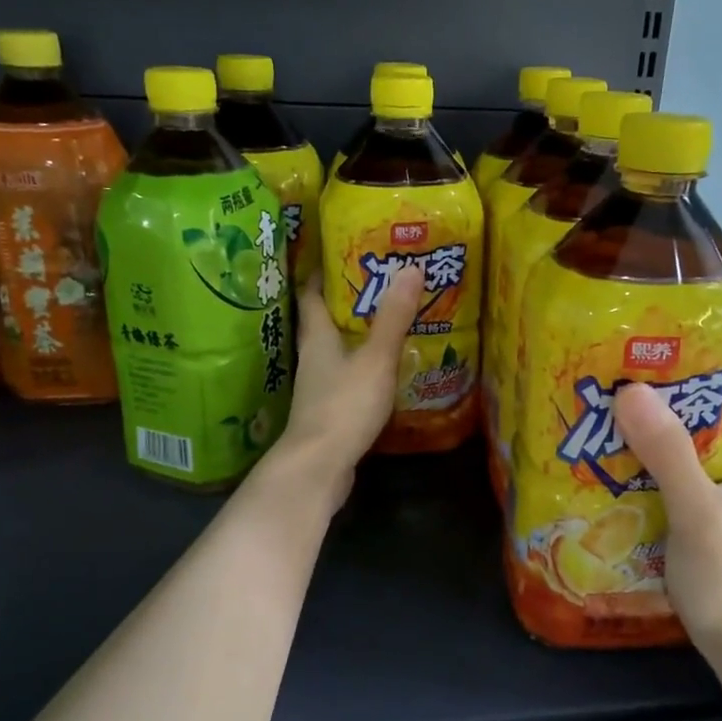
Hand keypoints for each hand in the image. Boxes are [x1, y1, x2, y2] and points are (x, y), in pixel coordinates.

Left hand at [271, 269, 422, 499]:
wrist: (319, 466)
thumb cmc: (344, 405)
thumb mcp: (375, 358)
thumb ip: (393, 317)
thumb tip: (410, 267)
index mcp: (317, 337)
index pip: (311, 294)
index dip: (322, 273)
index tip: (341, 254)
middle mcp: (313, 357)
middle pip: (323, 321)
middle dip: (346, 302)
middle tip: (379, 284)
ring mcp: (318, 387)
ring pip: (336, 350)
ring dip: (356, 336)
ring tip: (388, 322)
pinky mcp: (329, 411)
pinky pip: (346, 378)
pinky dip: (362, 367)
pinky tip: (384, 369)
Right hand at [613, 368, 721, 675]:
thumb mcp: (698, 514)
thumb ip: (667, 452)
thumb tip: (631, 390)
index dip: (717, 350)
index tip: (664, 337)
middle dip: (684, 388)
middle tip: (630, 373)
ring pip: (718, 441)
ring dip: (677, 426)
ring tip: (626, 411)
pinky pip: (712, 472)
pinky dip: (679, 460)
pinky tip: (639, 463)